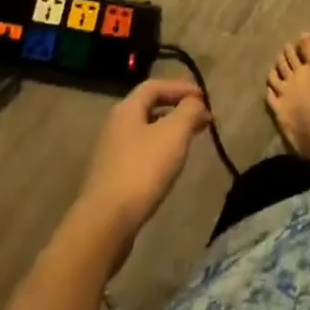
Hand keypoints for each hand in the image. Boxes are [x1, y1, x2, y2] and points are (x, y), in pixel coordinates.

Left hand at [74, 79, 211, 248]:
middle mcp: (115, 126)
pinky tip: (169, 166)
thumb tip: (196, 102)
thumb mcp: (174, 133)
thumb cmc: (142, 170)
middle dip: (178, 110)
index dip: (181, 87)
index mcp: (127, 109)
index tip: (204, 99)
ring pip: (145, 132)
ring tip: (190, 142)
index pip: (155, 86)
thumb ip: (189, 110)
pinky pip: (140, 154)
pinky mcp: (111, 178)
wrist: (105, 224)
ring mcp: (110, 154)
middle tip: (202, 119)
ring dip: (169, 131)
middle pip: (150, 108)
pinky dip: (159, 151)